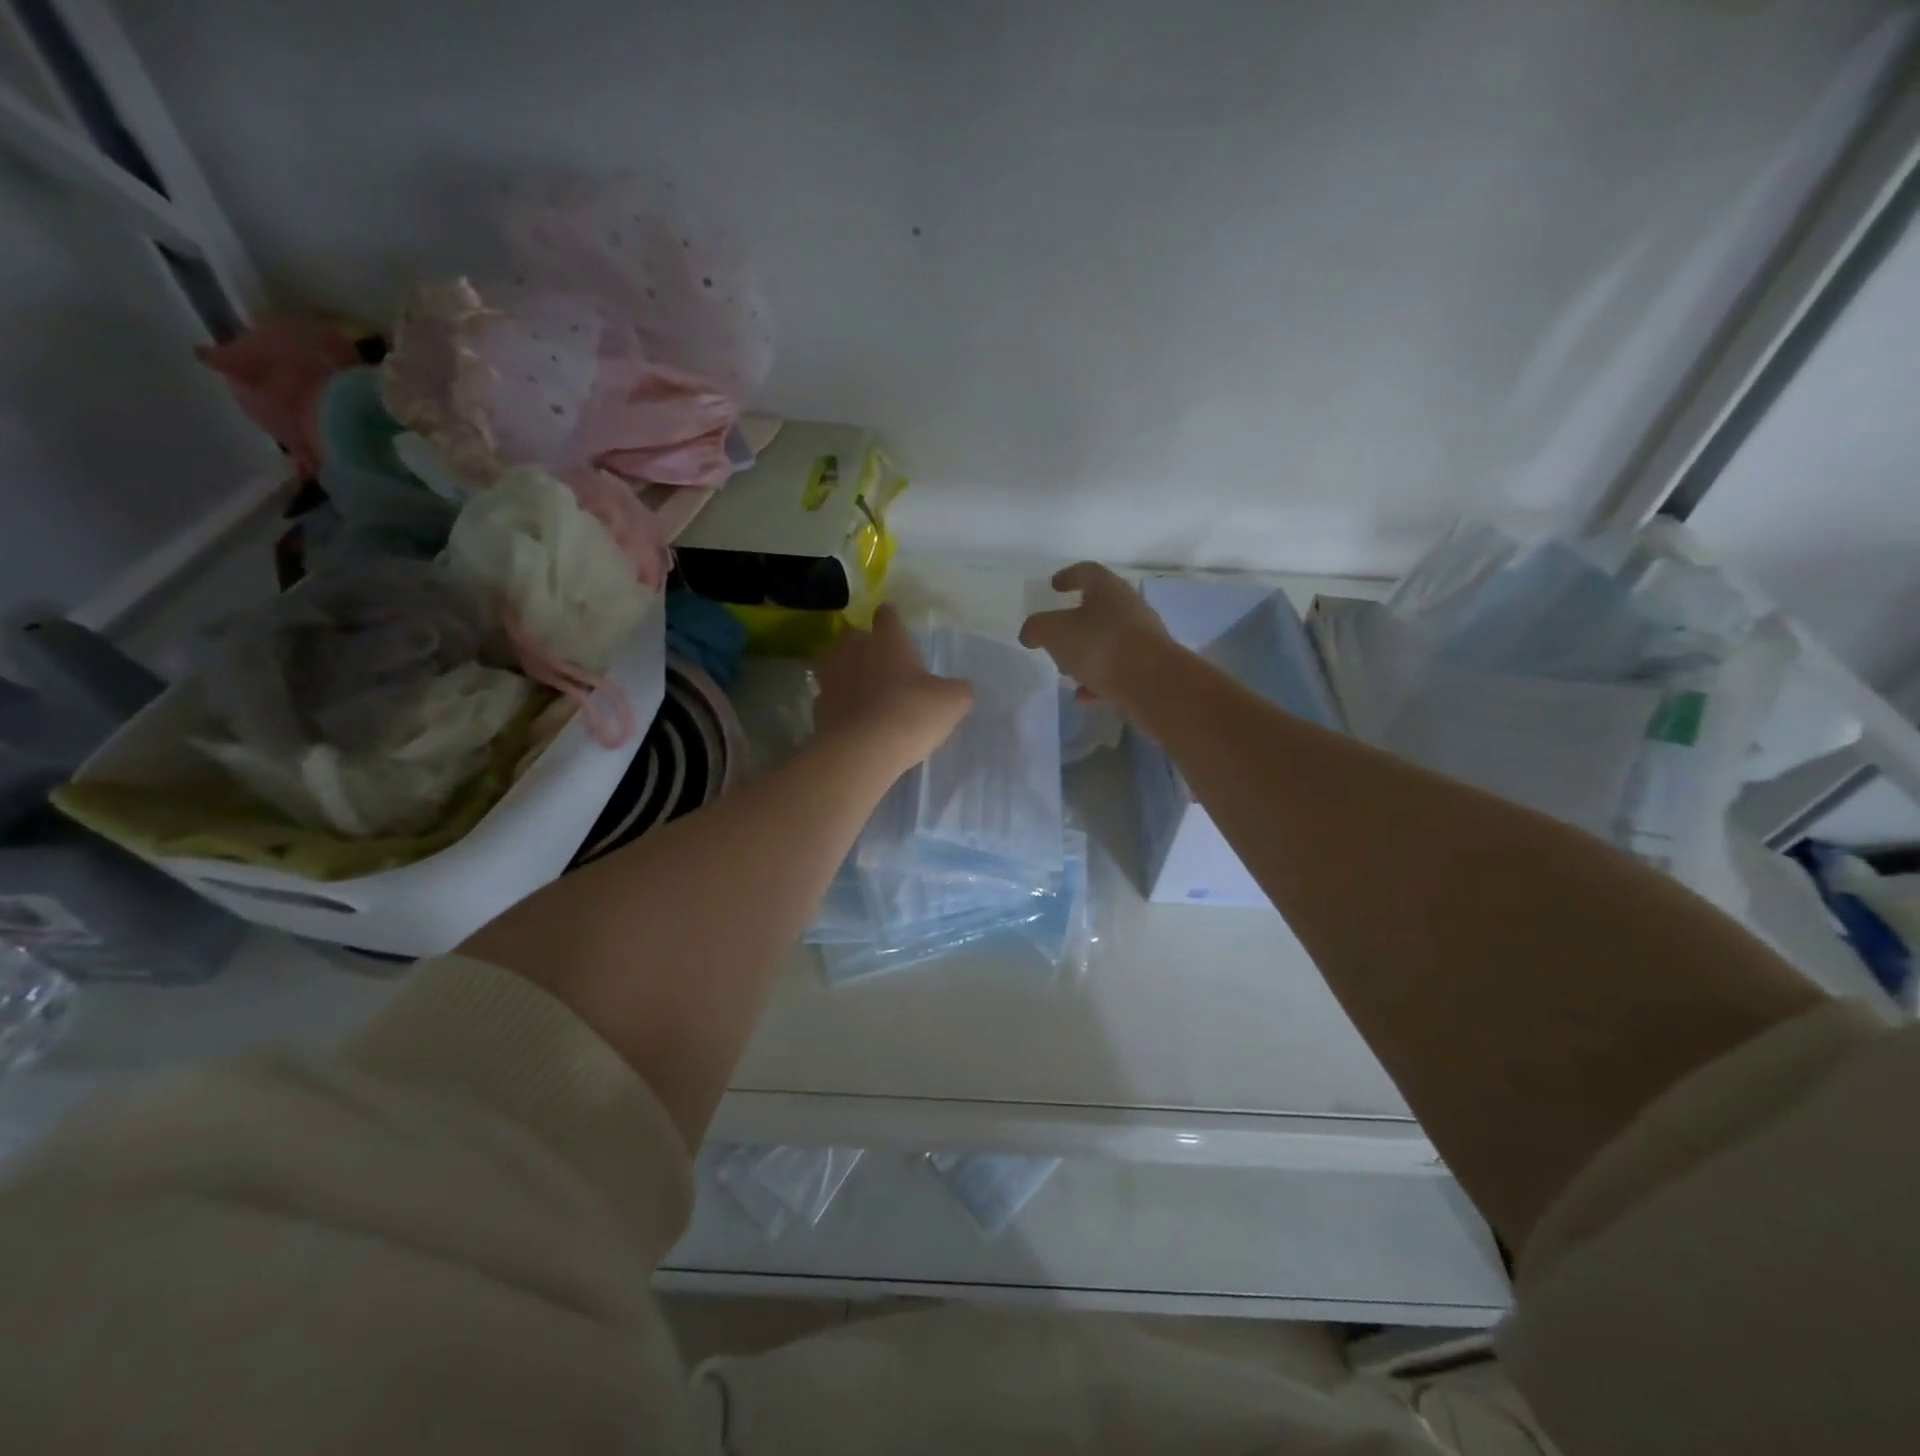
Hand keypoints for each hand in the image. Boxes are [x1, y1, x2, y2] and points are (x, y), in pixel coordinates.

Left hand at [814, 605, 972, 772]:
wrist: (862, 751)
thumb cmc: (911, 714)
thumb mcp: (952, 702)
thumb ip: (956, 690)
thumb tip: (955, 691)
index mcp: (888, 641)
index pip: (888, 617)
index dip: (892, 620)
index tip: (894, 625)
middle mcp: (854, 651)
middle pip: (854, 637)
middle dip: (864, 645)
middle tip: (879, 662)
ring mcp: (831, 678)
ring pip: (832, 663)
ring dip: (844, 670)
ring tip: (859, 687)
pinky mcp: (818, 708)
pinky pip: (828, 697)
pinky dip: (838, 703)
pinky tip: (850, 717)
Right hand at [1019, 562, 1171, 703]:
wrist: (1154, 684)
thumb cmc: (1101, 646)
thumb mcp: (1055, 633)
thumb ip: (1037, 628)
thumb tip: (1030, 633)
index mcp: (1108, 589)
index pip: (1087, 572)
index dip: (1068, 576)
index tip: (1053, 586)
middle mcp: (1129, 608)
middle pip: (1099, 608)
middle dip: (1074, 622)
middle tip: (1055, 636)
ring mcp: (1142, 639)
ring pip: (1107, 640)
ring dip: (1086, 653)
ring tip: (1066, 671)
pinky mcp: (1148, 668)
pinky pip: (1117, 669)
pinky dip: (1098, 680)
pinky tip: (1083, 695)